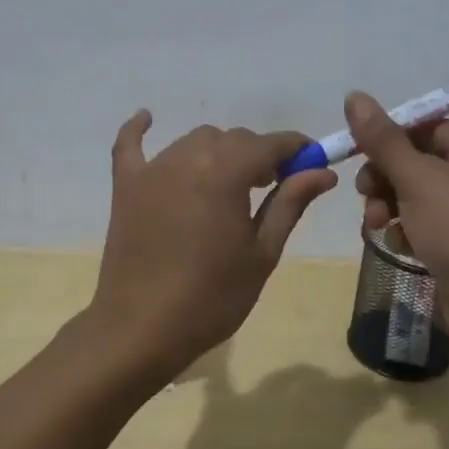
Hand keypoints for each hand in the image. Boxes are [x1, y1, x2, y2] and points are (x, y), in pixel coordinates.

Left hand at [86, 113, 337, 381]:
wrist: (142, 330)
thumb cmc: (212, 297)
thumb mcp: (262, 253)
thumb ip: (290, 203)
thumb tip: (322, 171)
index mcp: (226, 173)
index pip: (270, 144)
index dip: (296, 148)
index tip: (313, 161)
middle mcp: (188, 158)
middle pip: (234, 139)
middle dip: (259, 155)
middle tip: (273, 187)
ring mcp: (152, 170)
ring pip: (195, 141)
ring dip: (219, 153)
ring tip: (230, 185)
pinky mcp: (125, 186)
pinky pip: (130, 146)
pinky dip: (139, 130)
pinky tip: (147, 117)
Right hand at [345, 92, 448, 357]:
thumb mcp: (418, 179)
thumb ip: (383, 140)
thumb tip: (355, 95)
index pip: (426, 127)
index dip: (388, 138)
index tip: (355, 153)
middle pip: (417, 161)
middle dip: (384, 177)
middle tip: (365, 194)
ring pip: (415, 194)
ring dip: (388, 205)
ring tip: (374, 224)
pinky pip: (424, 223)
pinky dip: (406, 230)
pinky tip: (399, 245)